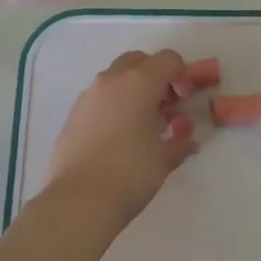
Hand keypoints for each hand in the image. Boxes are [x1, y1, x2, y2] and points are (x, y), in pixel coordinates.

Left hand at [44, 49, 199, 230]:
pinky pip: (99, 98)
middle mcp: (111, 81)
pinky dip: (114, 105)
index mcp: (138, 83)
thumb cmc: (130, 174)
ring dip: (133, 90)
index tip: (185, 101)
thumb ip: (179, 142)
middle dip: (155, 76)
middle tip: (165, 106)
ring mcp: (88, 96)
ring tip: (142, 125)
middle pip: (138, 61)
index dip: (182, 75)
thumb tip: (187, 139)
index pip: (168, 59)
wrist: (78, 201)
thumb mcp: (164, 159)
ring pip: (116, 78)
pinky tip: (119, 137)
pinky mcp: (73, 115)